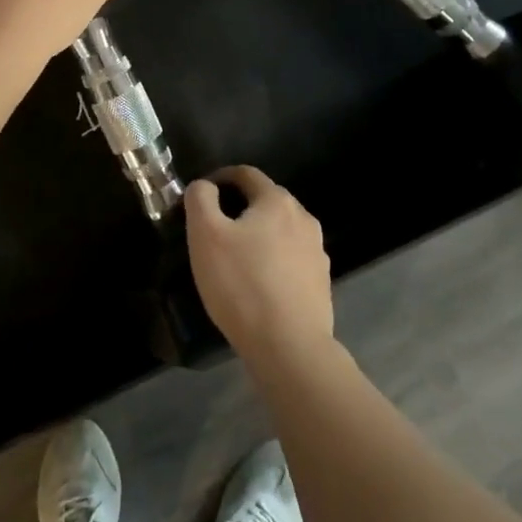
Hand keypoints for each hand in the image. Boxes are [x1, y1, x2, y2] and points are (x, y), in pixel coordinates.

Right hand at [184, 166, 333, 368]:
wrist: (290, 347)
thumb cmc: (242, 284)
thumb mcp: (205, 235)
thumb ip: (200, 199)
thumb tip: (205, 186)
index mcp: (277, 201)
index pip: (246, 174)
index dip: (221, 178)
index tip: (202, 195)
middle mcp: (303, 218)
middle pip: (266, 201)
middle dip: (240, 208)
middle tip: (214, 231)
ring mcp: (317, 252)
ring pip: (281, 232)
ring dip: (259, 236)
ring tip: (236, 259)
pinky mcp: (321, 283)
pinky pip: (291, 260)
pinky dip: (273, 262)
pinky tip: (259, 285)